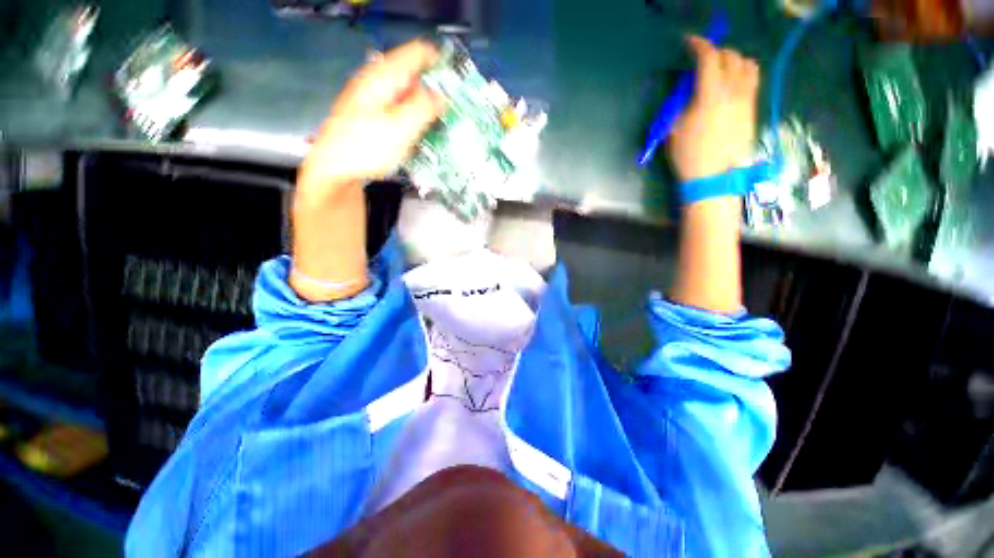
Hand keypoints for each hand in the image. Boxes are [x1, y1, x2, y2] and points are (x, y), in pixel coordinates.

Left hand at [297, 40, 444, 198]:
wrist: (335, 170)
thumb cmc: (365, 148)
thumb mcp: (400, 128)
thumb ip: (424, 107)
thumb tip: (441, 96)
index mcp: (384, 76)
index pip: (419, 53)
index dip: (441, 64)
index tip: (457, 84)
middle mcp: (379, 83)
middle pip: (414, 77)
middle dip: (435, 92)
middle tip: (450, 114)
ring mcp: (375, 101)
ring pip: (409, 98)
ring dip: (425, 111)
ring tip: (438, 129)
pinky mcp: (375, 118)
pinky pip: (401, 113)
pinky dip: (413, 122)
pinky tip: (418, 139)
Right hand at [668, 36, 760, 181]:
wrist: (714, 176)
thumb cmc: (689, 155)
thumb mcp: (674, 130)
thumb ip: (681, 104)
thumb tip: (687, 89)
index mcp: (710, 95)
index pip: (709, 57)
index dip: (698, 44)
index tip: (688, 42)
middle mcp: (733, 90)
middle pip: (730, 56)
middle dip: (715, 51)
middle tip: (701, 60)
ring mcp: (746, 98)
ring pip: (747, 64)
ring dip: (732, 59)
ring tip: (720, 68)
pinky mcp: (752, 108)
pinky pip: (753, 79)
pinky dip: (743, 72)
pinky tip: (732, 81)